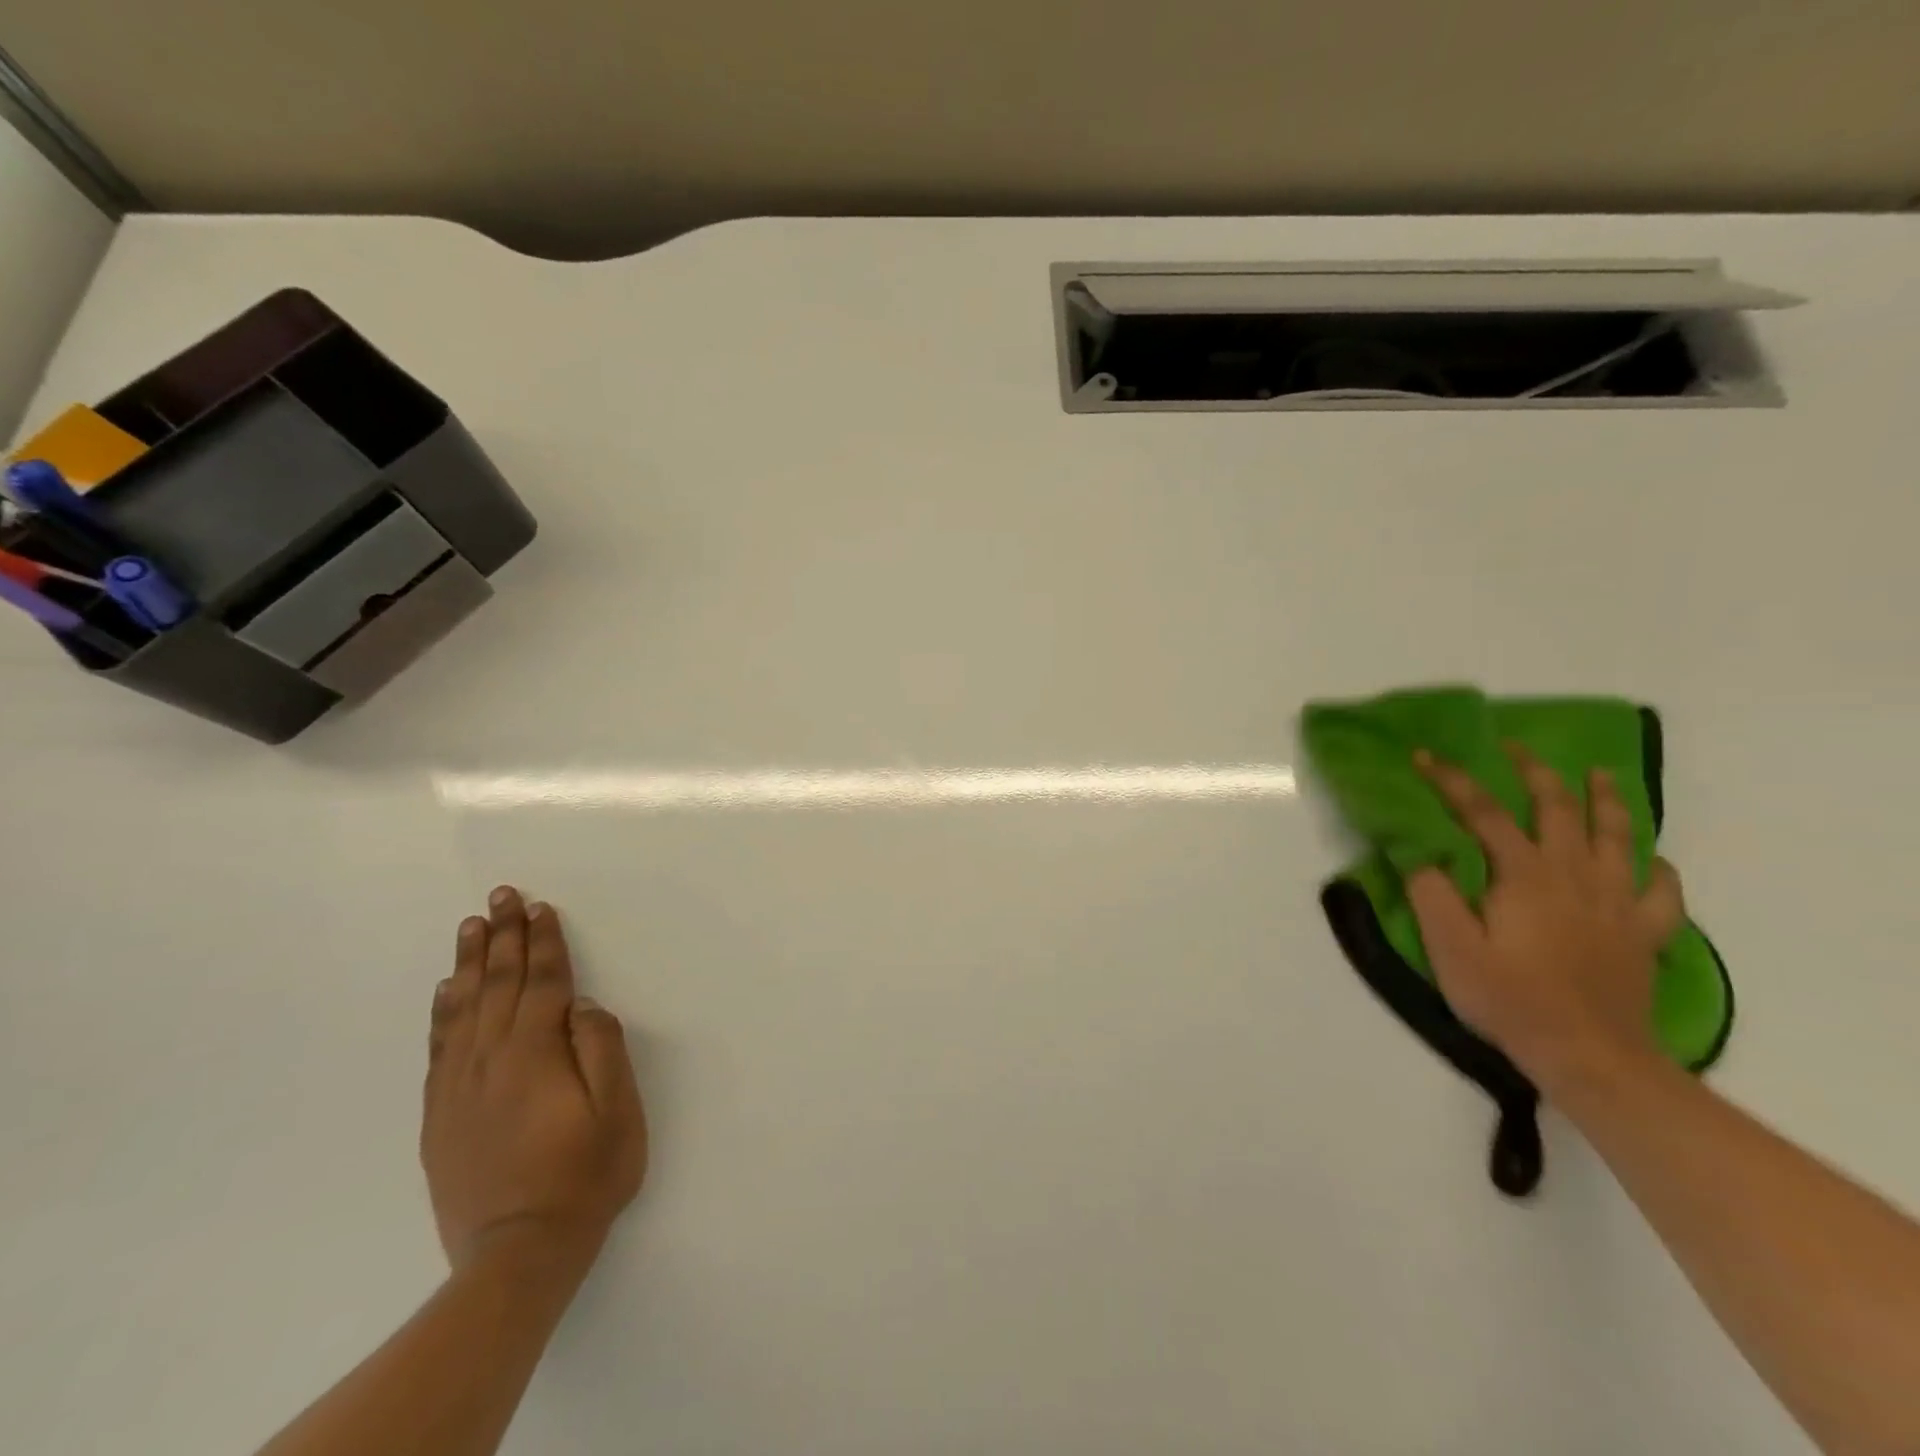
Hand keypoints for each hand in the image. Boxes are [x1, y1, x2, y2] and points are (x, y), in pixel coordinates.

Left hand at [422, 887, 646, 1275]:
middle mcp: (490, 1060)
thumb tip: (580, 1004)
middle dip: (503, 936)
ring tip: (471, 926)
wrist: (517, 1255)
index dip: (543, 942)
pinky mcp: (440, 1114)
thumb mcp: (617, 1111)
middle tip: (502, 895)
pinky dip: (443, 1010)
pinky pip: (439, 1046)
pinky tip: (447, 989)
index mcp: (536, 1054)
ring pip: (463, 1007)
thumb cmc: (584, 1175)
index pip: (541, 982)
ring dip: (471, 962)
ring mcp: (459, 1087)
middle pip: (499, 984)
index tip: (539, 907)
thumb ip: (600, 1049)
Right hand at [1406, 746, 1686, 1093]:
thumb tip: (1420, 851)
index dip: (1451, 780)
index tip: (1424, 756)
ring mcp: (1617, 903)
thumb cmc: (1510, 998)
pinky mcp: (1645, 933)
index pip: (1481, 812)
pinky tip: (1648, 860)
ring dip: (1606, 799)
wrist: (1591, 1056)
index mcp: (1524, 875)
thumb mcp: (1450, 946)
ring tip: (1599, 774)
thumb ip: (1432, 893)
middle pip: (1557, 807)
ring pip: (1617, 836)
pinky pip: (1661, 891)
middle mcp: (1574, 875)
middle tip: (1516, 747)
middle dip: (1534, 771)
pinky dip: (1656, 868)